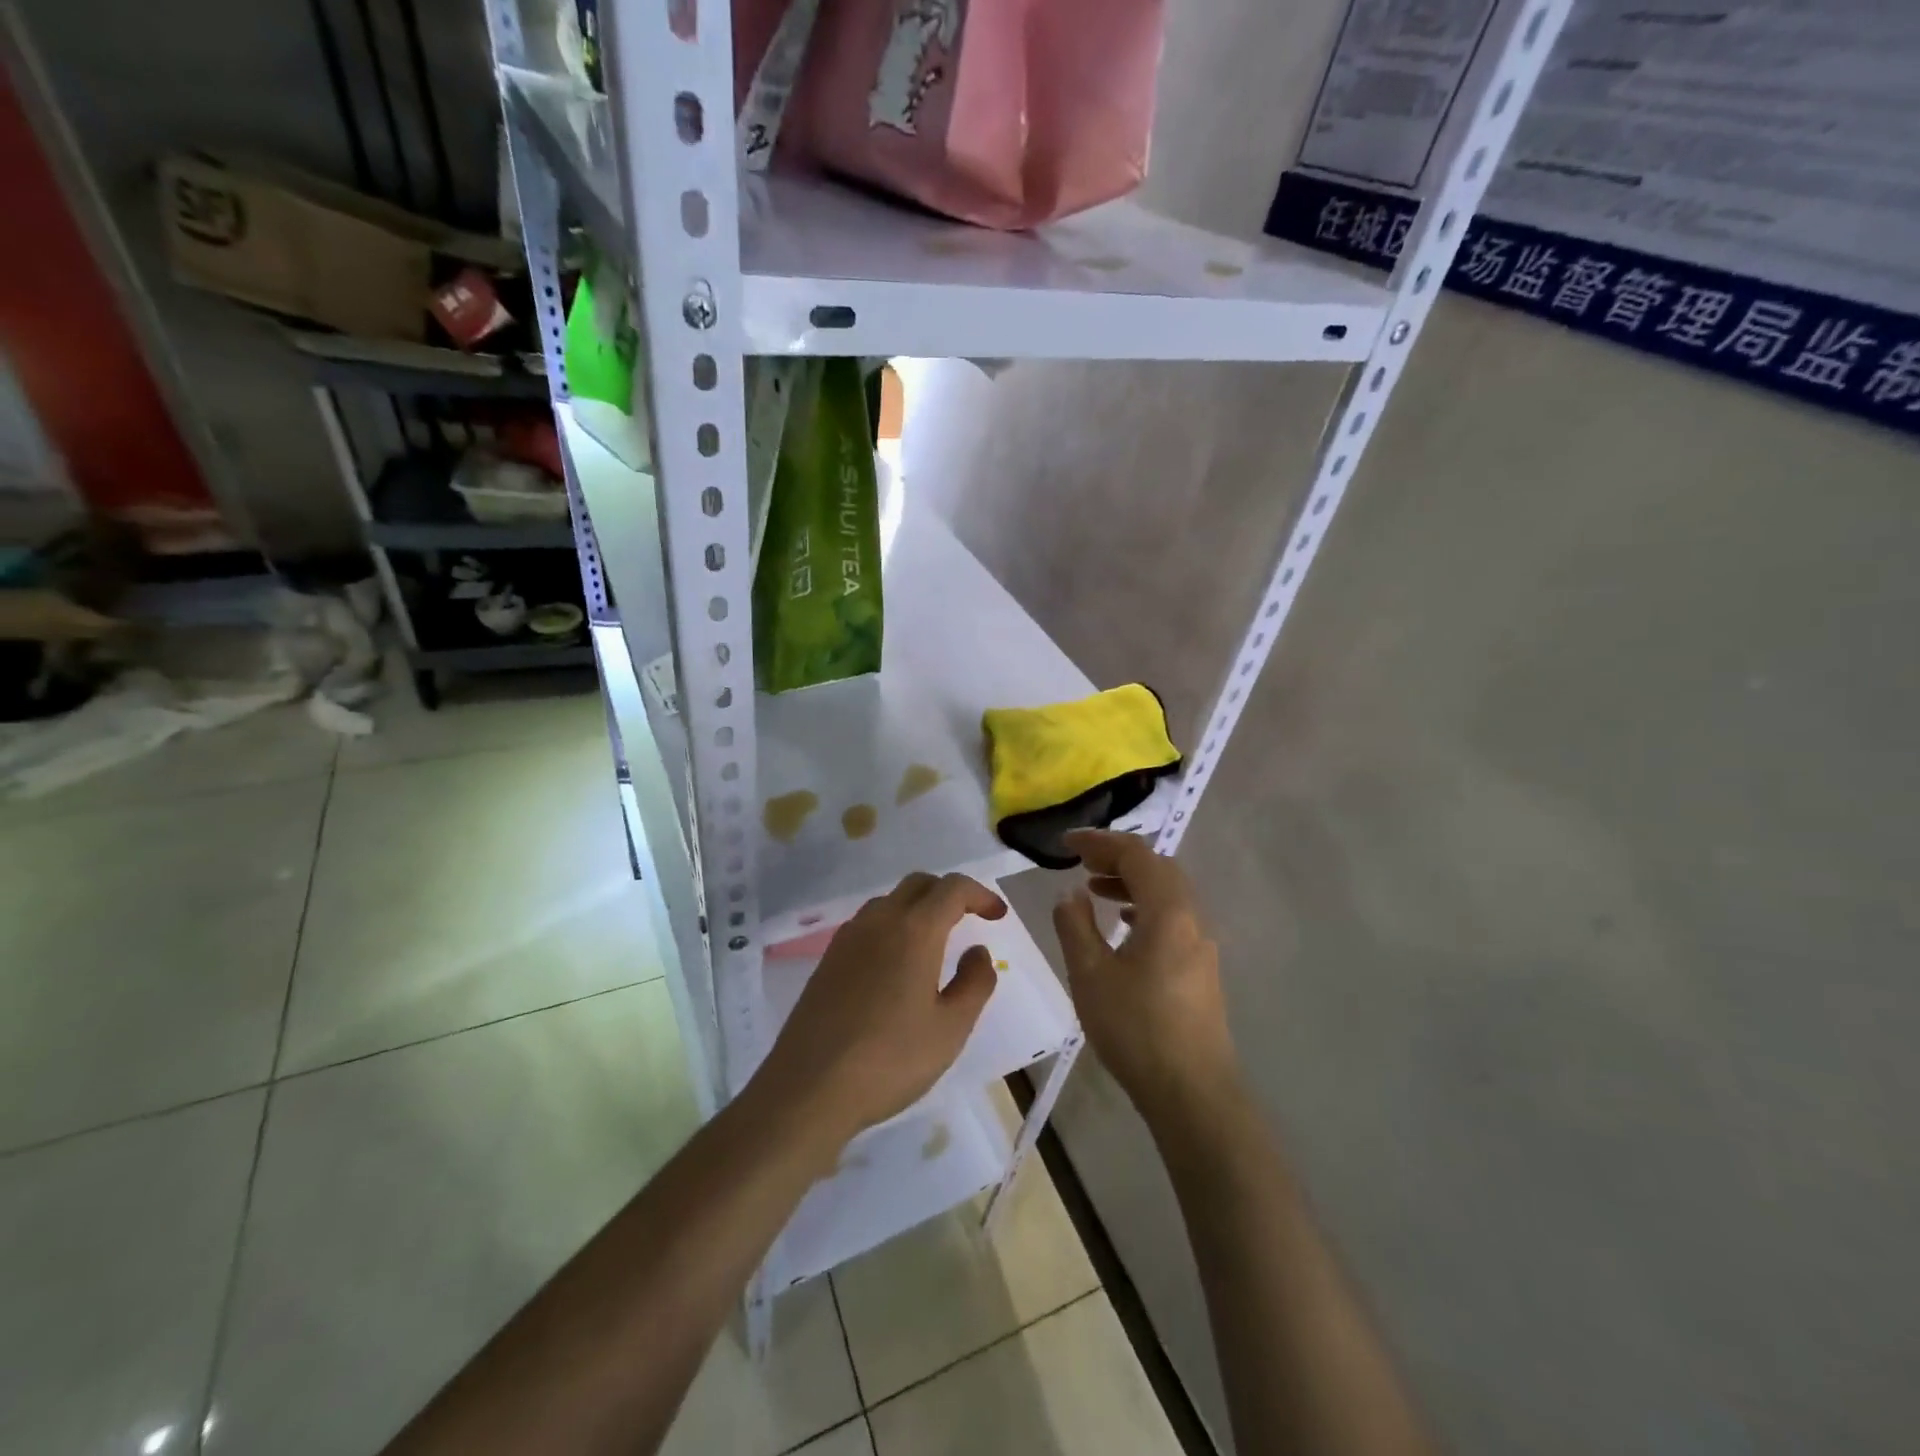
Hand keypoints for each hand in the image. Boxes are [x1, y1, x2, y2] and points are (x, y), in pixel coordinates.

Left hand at [752, 872, 1005, 1158]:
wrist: (808, 1089)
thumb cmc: (890, 1060)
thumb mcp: (950, 1028)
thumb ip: (974, 983)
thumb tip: (978, 952)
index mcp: (914, 930)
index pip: (952, 888)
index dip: (980, 894)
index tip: (998, 915)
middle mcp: (879, 921)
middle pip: (919, 884)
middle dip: (950, 893)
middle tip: (972, 919)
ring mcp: (848, 938)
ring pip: (890, 901)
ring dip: (919, 907)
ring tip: (937, 941)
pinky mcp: (828, 959)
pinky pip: (869, 923)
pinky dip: (894, 925)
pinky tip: (897, 964)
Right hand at [1053, 829, 1240, 1130]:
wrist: (1192, 1092)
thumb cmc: (1136, 1028)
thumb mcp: (1090, 974)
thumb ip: (1075, 926)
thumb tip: (1070, 893)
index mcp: (1168, 911)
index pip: (1136, 854)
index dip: (1099, 842)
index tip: (1066, 843)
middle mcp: (1191, 918)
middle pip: (1157, 867)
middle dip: (1117, 856)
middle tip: (1080, 861)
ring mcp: (1201, 944)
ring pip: (1167, 893)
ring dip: (1131, 881)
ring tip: (1094, 888)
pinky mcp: (1200, 968)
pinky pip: (1172, 917)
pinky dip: (1143, 906)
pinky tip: (1121, 926)